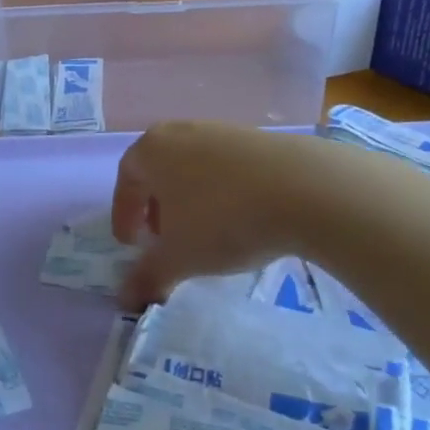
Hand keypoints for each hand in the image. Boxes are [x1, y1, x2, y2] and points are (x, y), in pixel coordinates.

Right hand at [110, 121, 322, 308]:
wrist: (305, 189)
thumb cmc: (223, 219)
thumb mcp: (179, 257)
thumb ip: (148, 277)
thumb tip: (126, 300)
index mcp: (150, 150)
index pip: (125, 181)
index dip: (124, 215)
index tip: (131, 244)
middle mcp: (180, 131)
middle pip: (157, 170)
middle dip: (155, 206)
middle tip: (162, 238)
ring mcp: (220, 130)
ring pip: (191, 167)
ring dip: (188, 199)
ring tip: (203, 231)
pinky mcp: (256, 137)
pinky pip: (224, 167)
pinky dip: (220, 191)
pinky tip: (238, 217)